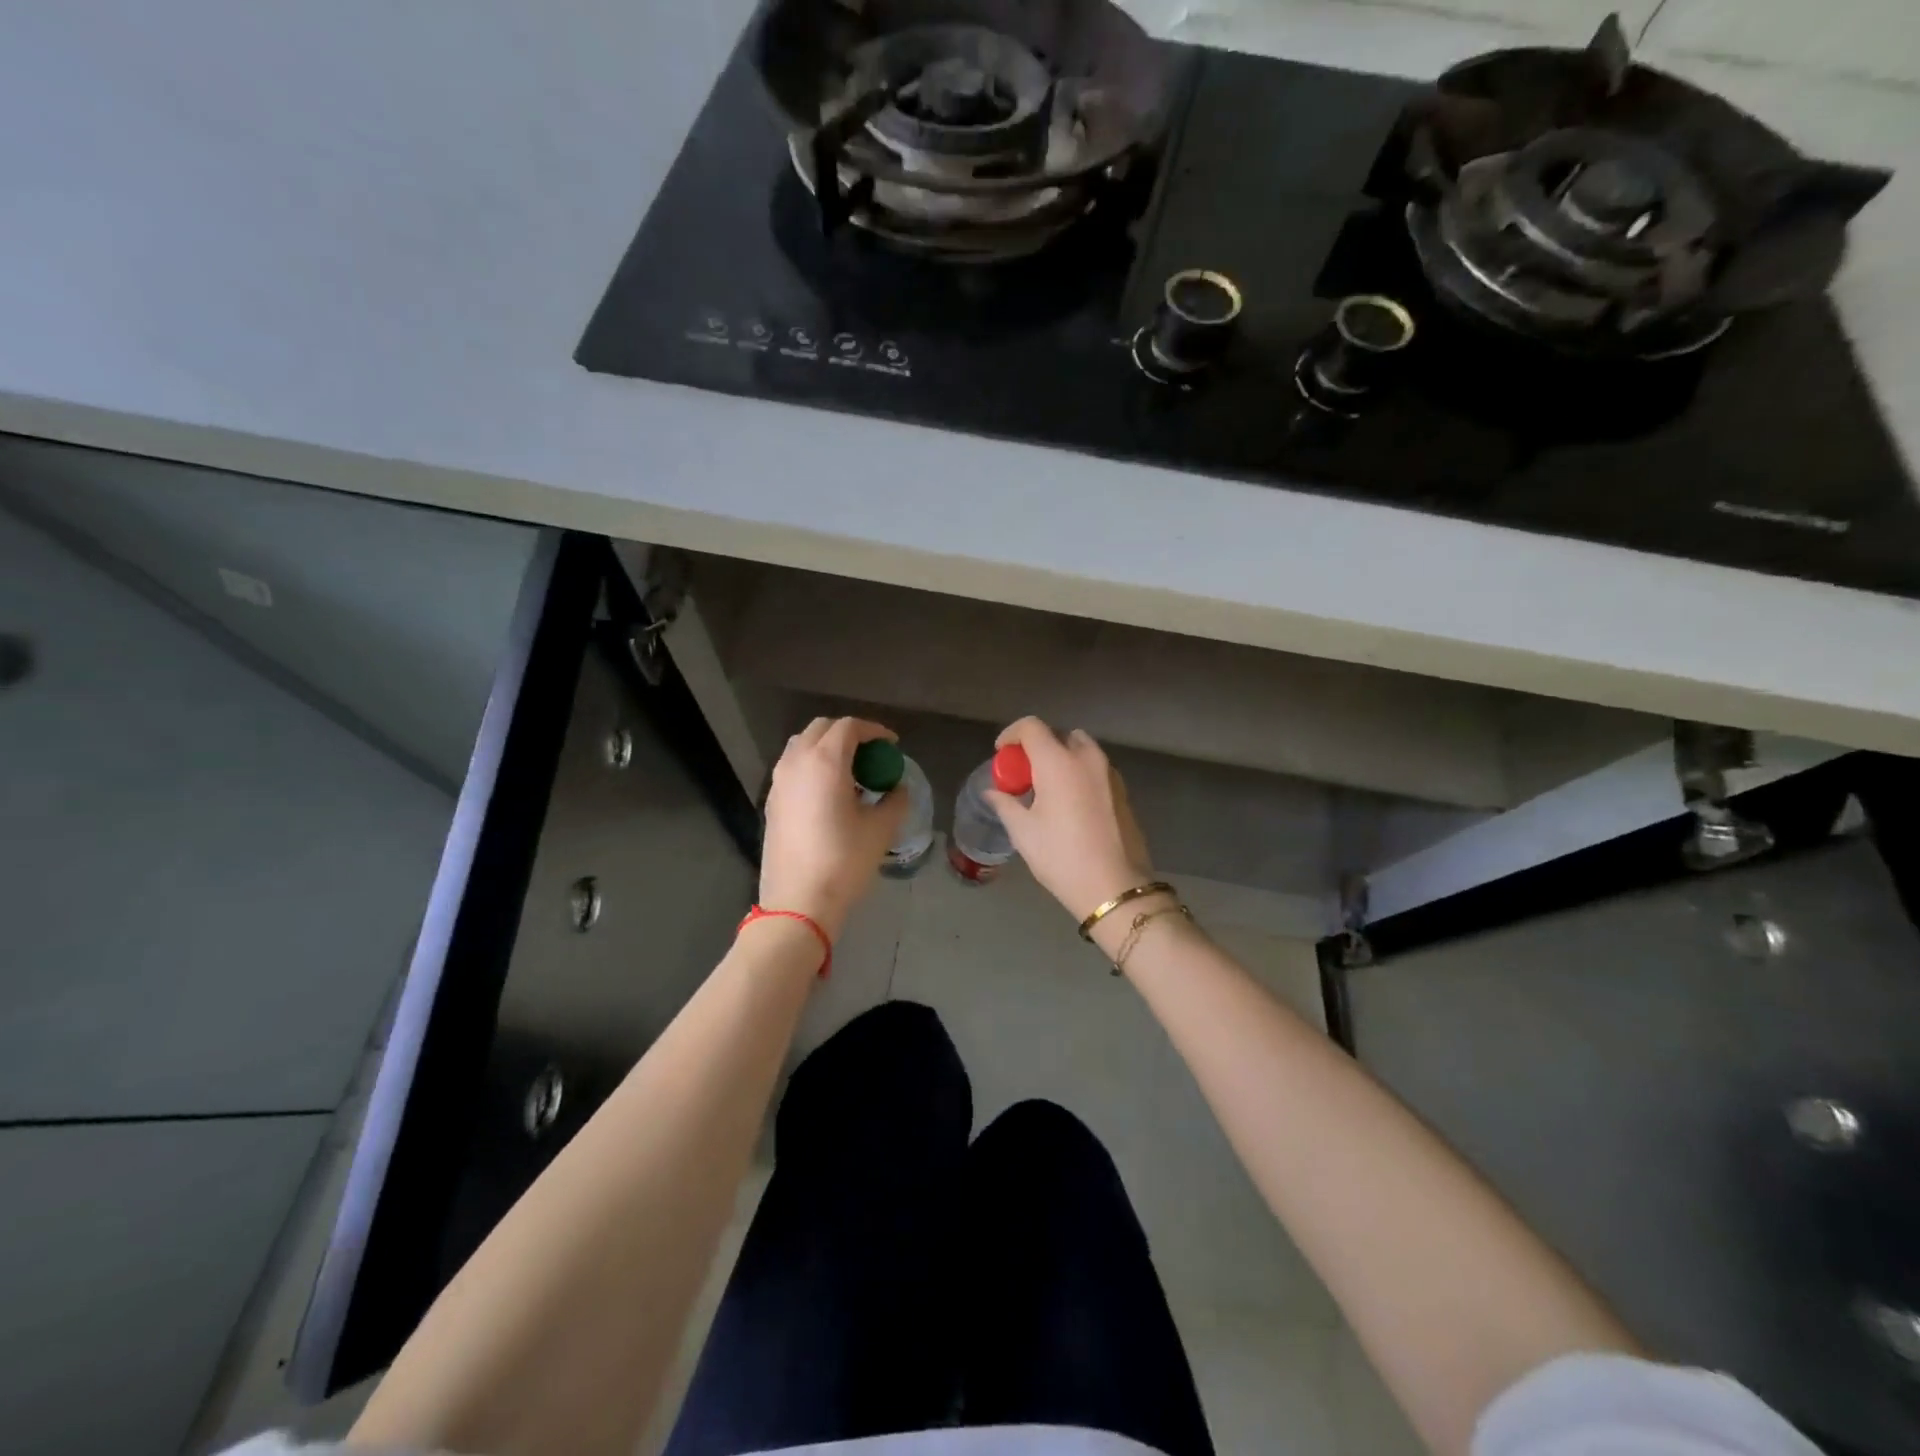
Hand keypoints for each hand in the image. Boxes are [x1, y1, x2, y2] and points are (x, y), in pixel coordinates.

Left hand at [759, 717, 905, 940]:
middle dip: (849, 734)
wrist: (798, 901)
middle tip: (872, 754)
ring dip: (827, 748)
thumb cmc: (844, 860)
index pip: (849, 727)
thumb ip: (895, 800)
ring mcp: (778, 781)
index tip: (892, 745)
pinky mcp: (771, 801)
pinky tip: (829, 793)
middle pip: (822, 728)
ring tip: (850, 772)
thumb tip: (898, 789)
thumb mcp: (881, 829)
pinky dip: (812, 766)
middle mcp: (796, 762)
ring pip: (802, 746)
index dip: (874, 731)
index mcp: (825, 761)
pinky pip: (792, 768)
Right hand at [985, 718, 1155, 921]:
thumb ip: (1006, 804)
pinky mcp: (1123, 791)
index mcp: (1059, 762)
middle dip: (1038, 747)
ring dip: (1062, 758)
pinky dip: (1079, 773)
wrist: (1114, 887)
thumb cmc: (1062, 856)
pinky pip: (1096, 769)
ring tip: (1048, 788)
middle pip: (1059, 735)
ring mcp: (1110, 773)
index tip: (1001, 754)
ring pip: (1082, 750)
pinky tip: (1071, 803)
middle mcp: (1087, 758)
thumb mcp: (1024, 832)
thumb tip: (993, 792)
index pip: (1031, 727)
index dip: (1011, 734)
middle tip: (1024, 773)